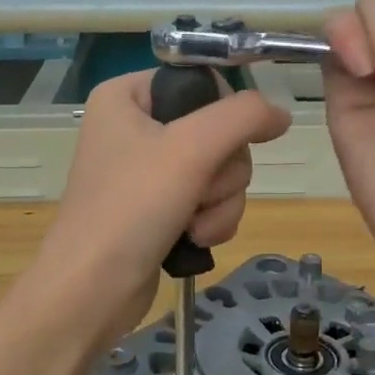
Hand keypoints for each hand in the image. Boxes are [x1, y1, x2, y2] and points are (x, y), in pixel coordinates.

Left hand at [33, 70, 291, 348]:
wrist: (92, 291)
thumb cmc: (132, 207)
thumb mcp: (191, 149)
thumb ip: (244, 117)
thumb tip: (282, 114)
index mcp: (127, 95)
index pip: (203, 83)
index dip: (224, 116)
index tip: (216, 146)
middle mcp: (135, 126)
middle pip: (218, 132)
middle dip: (221, 172)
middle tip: (197, 192)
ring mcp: (148, 171)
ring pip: (221, 171)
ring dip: (220, 202)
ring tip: (193, 225)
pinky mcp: (158, 209)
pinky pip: (209, 200)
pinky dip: (211, 220)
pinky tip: (194, 239)